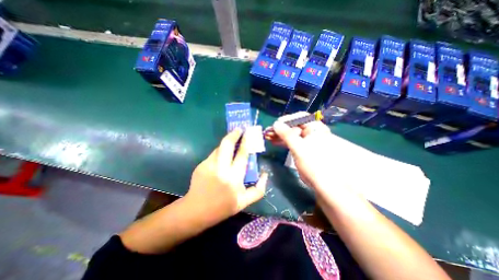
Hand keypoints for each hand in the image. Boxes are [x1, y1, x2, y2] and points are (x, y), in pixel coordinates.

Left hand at [184, 129, 268, 227]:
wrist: (196, 211)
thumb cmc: (222, 207)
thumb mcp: (244, 202)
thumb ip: (259, 189)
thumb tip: (265, 174)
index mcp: (233, 178)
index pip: (242, 154)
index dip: (246, 141)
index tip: (248, 132)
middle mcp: (221, 169)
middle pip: (227, 144)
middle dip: (233, 134)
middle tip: (239, 129)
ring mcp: (208, 165)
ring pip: (219, 147)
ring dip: (227, 142)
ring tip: (232, 141)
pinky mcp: (201, 165)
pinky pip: (213, 154)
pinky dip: (220, 152)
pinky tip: (223, 157)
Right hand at [267, 113, 364, 190]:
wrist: (326, 184)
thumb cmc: (314, 164)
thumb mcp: (299, 148)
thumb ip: (287, 135)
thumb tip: (276, 124)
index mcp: (315, 128)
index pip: (299, 118)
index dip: (286, 120)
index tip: (274, 125)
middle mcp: (312, 132)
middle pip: (294, 126)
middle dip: (280, 129)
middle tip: (268, 133)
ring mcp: (307, 141)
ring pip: (292, 134)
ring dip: (280, 135)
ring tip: (268, 137)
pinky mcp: (304, 149)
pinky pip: (292, 142)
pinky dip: (284, 141)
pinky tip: (275, 142)